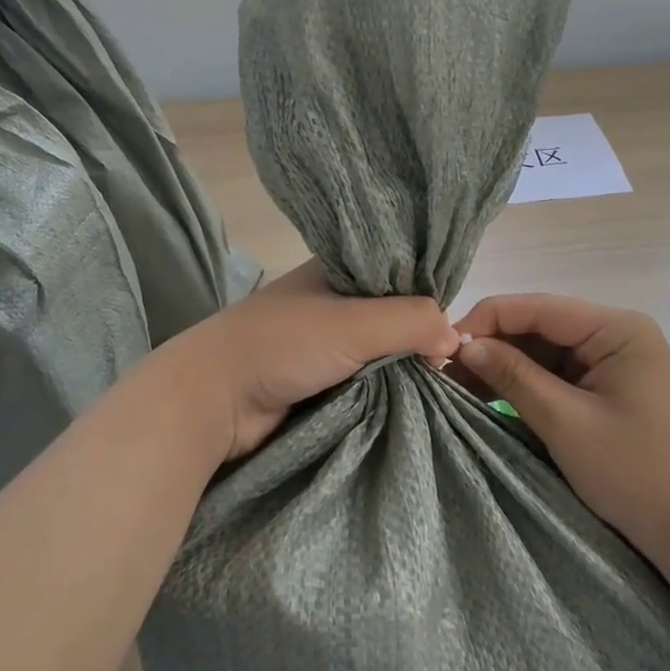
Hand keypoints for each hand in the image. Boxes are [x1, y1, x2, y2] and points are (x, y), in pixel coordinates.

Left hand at [177, 259, 460, 463]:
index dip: (428, 294)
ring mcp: (324, 342)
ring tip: (440, 383)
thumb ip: (409, 321)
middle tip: (450, 363)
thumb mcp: (354, 323)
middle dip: (419, 336)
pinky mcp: (318, 379)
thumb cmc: (283, 344)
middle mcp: (334, 300)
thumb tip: (454, 337)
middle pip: (392, 313)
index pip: (399, 272)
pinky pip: (365, 379)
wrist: (214, 400)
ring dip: (403, 367)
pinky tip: (412, 397)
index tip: (456, 324)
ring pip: (380, 350)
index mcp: (338, 269)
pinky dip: (385, 388)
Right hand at [453, 293, 669, 565]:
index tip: (444, 345)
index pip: (540, 307)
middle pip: (541, 325)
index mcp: (617, 328)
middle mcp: (616, 333)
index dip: (488, 320)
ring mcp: (613, 360)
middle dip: (494, 345)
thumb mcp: (566, 423)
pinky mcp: (607, 386)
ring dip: (505, 365)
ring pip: (545, 349)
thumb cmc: (634, 473)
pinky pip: (557, 373)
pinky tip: (491, 395)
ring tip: (459, 385)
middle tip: (446, 371)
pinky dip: (525, 384)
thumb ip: (514, 377)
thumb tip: (465, 345)